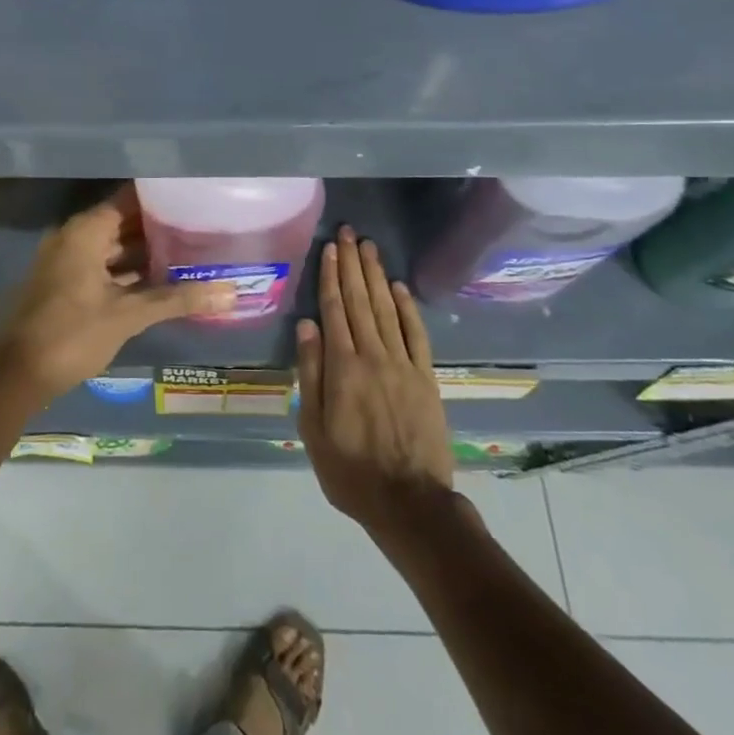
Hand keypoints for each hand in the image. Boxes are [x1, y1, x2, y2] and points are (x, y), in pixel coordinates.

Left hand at [0, 186, 233, 403]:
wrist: (16, 374)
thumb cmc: (72, 333)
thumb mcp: (128, 315)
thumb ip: (178, 299)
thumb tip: (230, 293)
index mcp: (85, 231)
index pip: (129, 198)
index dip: (161, 197)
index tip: (193, 197)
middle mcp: (74, 237)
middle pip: (123, 221)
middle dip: (158, 226)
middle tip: (200, 226)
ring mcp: (68, 261)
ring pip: (113, 247)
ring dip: (145, 251)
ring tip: (189, 251)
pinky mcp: (66, 284)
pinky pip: (103, 266)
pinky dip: (128, 271)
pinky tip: (160, 281)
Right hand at [296, 227, 454, 533]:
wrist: (409, 502)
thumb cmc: (351, 470)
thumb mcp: (314, 429)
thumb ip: (311, 374)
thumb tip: (307, 326)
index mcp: (343, 367)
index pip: (334, 309)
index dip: (331, 276)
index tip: (329, 249)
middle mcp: (373, 355)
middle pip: (360, 300)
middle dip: (352, 264)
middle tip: (348, 232)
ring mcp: (403, 364)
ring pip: (386, 309)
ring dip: (376, 275)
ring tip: (368, 247)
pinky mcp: (426, 377)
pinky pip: (416, 333)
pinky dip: (407, 307)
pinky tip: (399, 286)